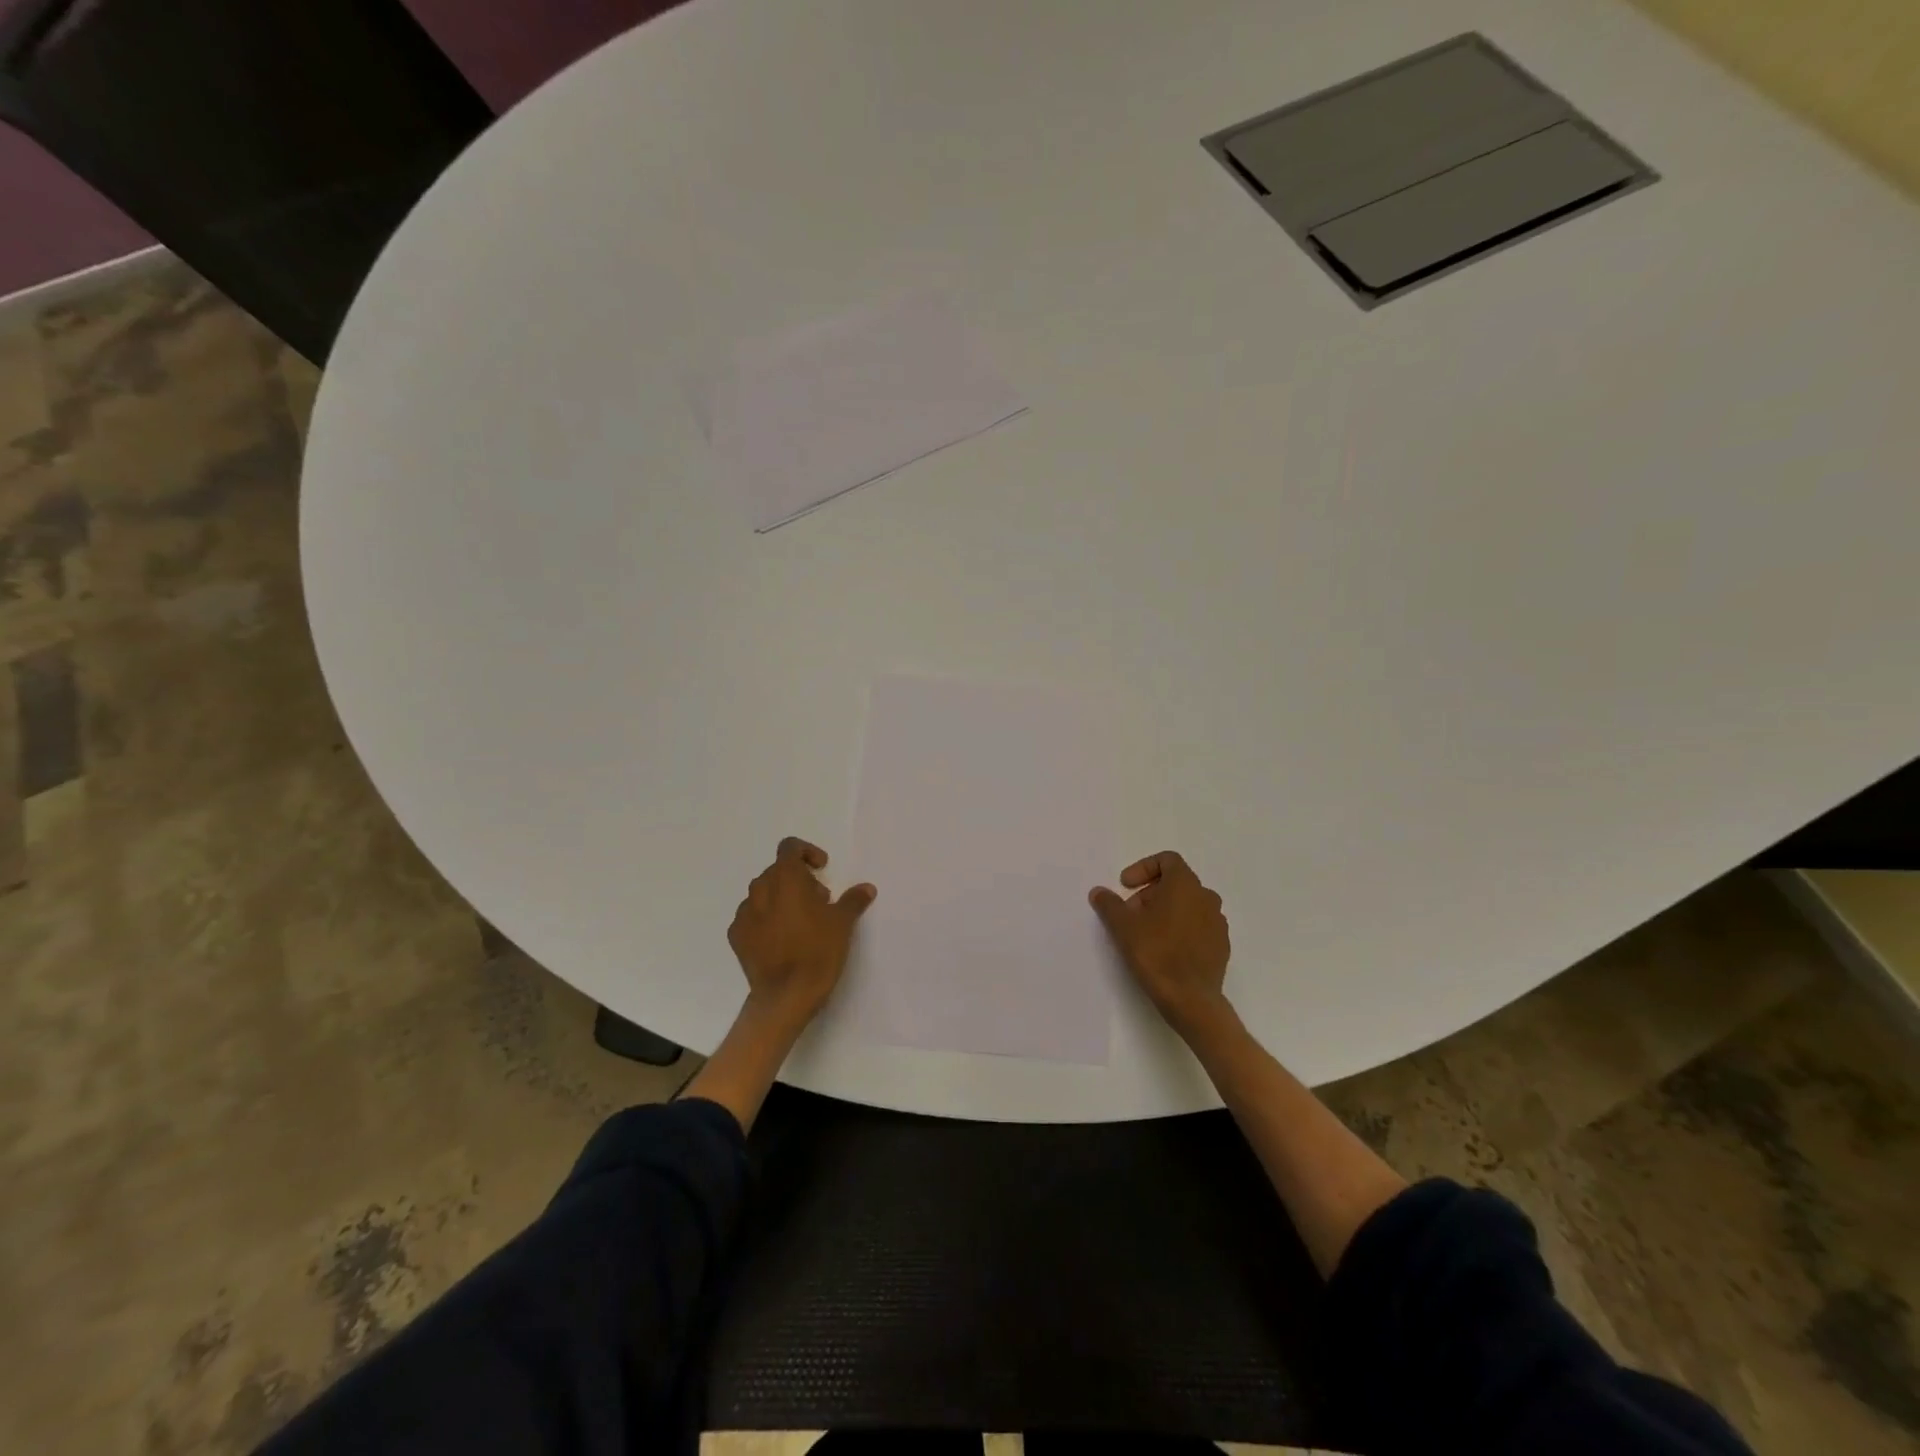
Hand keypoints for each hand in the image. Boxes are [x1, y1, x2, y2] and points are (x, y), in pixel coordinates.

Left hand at [728, 837, 875, 1026]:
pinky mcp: (737, 937)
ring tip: (801, 922)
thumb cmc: (817, 951)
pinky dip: (766, 919)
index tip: (821, 869)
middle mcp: (760, 890)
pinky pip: (752, 917)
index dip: (807, 852)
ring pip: (763, 894)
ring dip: (782, 899)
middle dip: (798, 880)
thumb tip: (866, 888)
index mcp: (785, 878)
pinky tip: (782, 939)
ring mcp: (744, 914)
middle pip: (778, 871)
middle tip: (819, 901)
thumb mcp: (843, 923)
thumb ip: (853, 900)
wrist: (785, 996)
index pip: (789, 848)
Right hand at [1089, 850, 1230, 1035]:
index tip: (1126, 886)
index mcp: (1185, 885)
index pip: (1167, 860)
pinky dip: (1181, 929)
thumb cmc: (1156, 953)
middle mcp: (1206, 897)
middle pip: (1176, 883)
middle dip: (1150, 893)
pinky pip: (1198, 926)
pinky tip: (1166, 950)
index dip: (1143, 868)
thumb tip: (1099, 892)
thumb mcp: (1122, 926)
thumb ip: (1109, 904)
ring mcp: (1218, 922)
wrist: (1191, 999)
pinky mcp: (1221, 945)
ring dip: (1166, 911)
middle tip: (1131, 915)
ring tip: (1146, 933)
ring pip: (1188, 905)